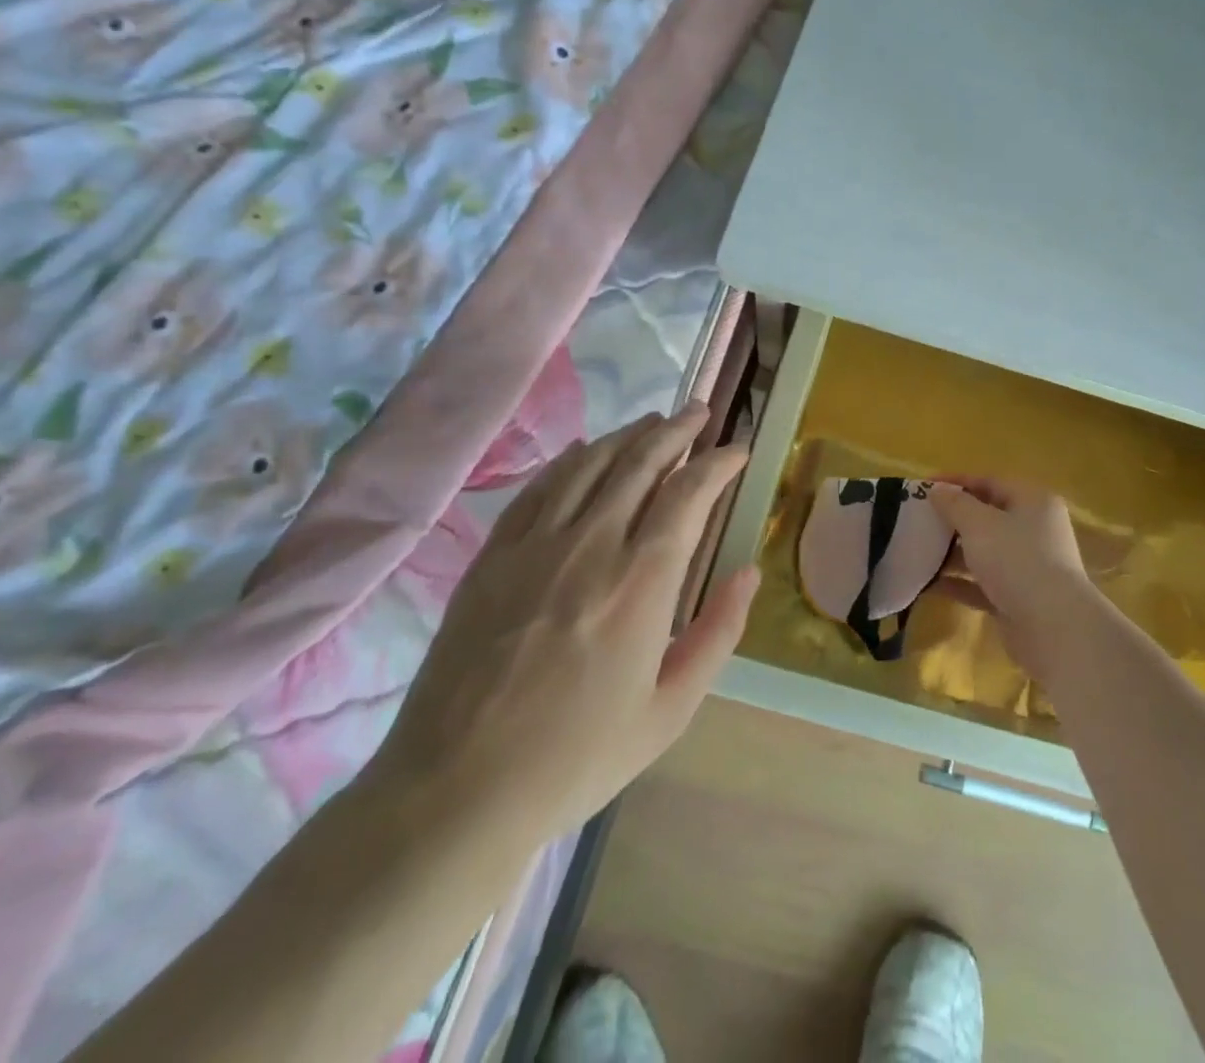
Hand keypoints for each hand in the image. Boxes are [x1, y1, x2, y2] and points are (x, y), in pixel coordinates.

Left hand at [367, 407, 756, 853]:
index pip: (689, 494)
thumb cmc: (577, 757)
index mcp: (641, 583)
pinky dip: (570, 460)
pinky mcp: (492, 557)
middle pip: (640, 462)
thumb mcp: (670, 710)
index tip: (737, 449)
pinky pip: (538, 488)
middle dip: (677, 430)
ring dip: (628, 435)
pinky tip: (585, 450)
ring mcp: (534, 546)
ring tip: (654, 420)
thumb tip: (749, 572)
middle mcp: (591, 546)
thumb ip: (717, 633)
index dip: (718, 462)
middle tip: (699, 413)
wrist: (456, 792)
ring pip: (590, 464)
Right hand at [927, 477, 1095, 677]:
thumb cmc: (1017, 560)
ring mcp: (1027, 566)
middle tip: (916, 520)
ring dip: (952, 552)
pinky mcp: (1017, 598)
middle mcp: (1034, 530)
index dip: (955, 482)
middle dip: (952, 519)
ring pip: (983, 552)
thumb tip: (937, 489)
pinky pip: (982, 583)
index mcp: (1033, 502)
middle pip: (987, 517)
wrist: (1053, 628)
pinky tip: (927, 584)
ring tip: (916, 551)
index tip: (921, 488)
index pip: (989, 482)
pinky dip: (958, 582)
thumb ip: (955, 504)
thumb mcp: (980, 524)